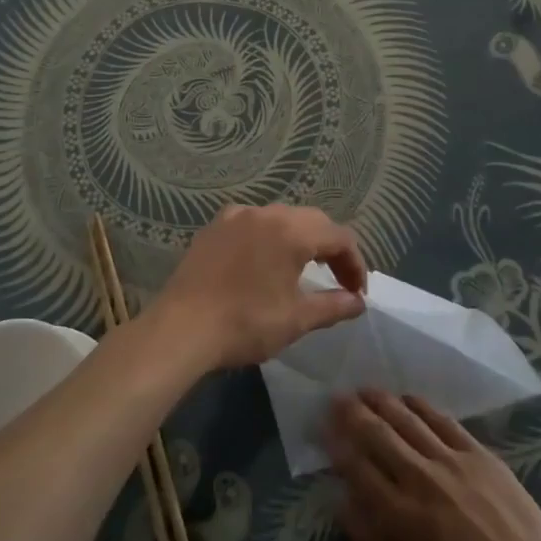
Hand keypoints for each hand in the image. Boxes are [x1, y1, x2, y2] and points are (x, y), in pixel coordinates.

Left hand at [152, 204, 367, 369]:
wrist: (182, 328)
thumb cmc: (246, 323)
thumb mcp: (296, 319)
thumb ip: (333, 306)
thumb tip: (358, 302)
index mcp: (291, 231)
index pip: (338, 237)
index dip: (354, 264)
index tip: (357, 293)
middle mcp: (265, 213)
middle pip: (312, 221)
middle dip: (331, 248)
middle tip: (339, 281)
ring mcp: (235, 216)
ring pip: (281, 218)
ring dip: (300, 239)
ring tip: (305, 269)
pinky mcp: (213, 227)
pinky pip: (252, 223)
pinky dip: (269, 237)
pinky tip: (264, 261)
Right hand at [327, 391, 540, 540]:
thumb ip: (371, 538)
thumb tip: (342, 502)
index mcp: (395, 513)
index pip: (355, 465)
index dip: (336, 442)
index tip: (323, 425)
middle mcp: (416, 477)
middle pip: (376, 434)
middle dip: (352, 413)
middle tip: (337, 397)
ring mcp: (448, 460)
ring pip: (406, 419)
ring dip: (382, 401)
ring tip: (365, 390)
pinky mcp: (477, 453)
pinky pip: (442, 420)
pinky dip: (421, 406)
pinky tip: (408, 398)